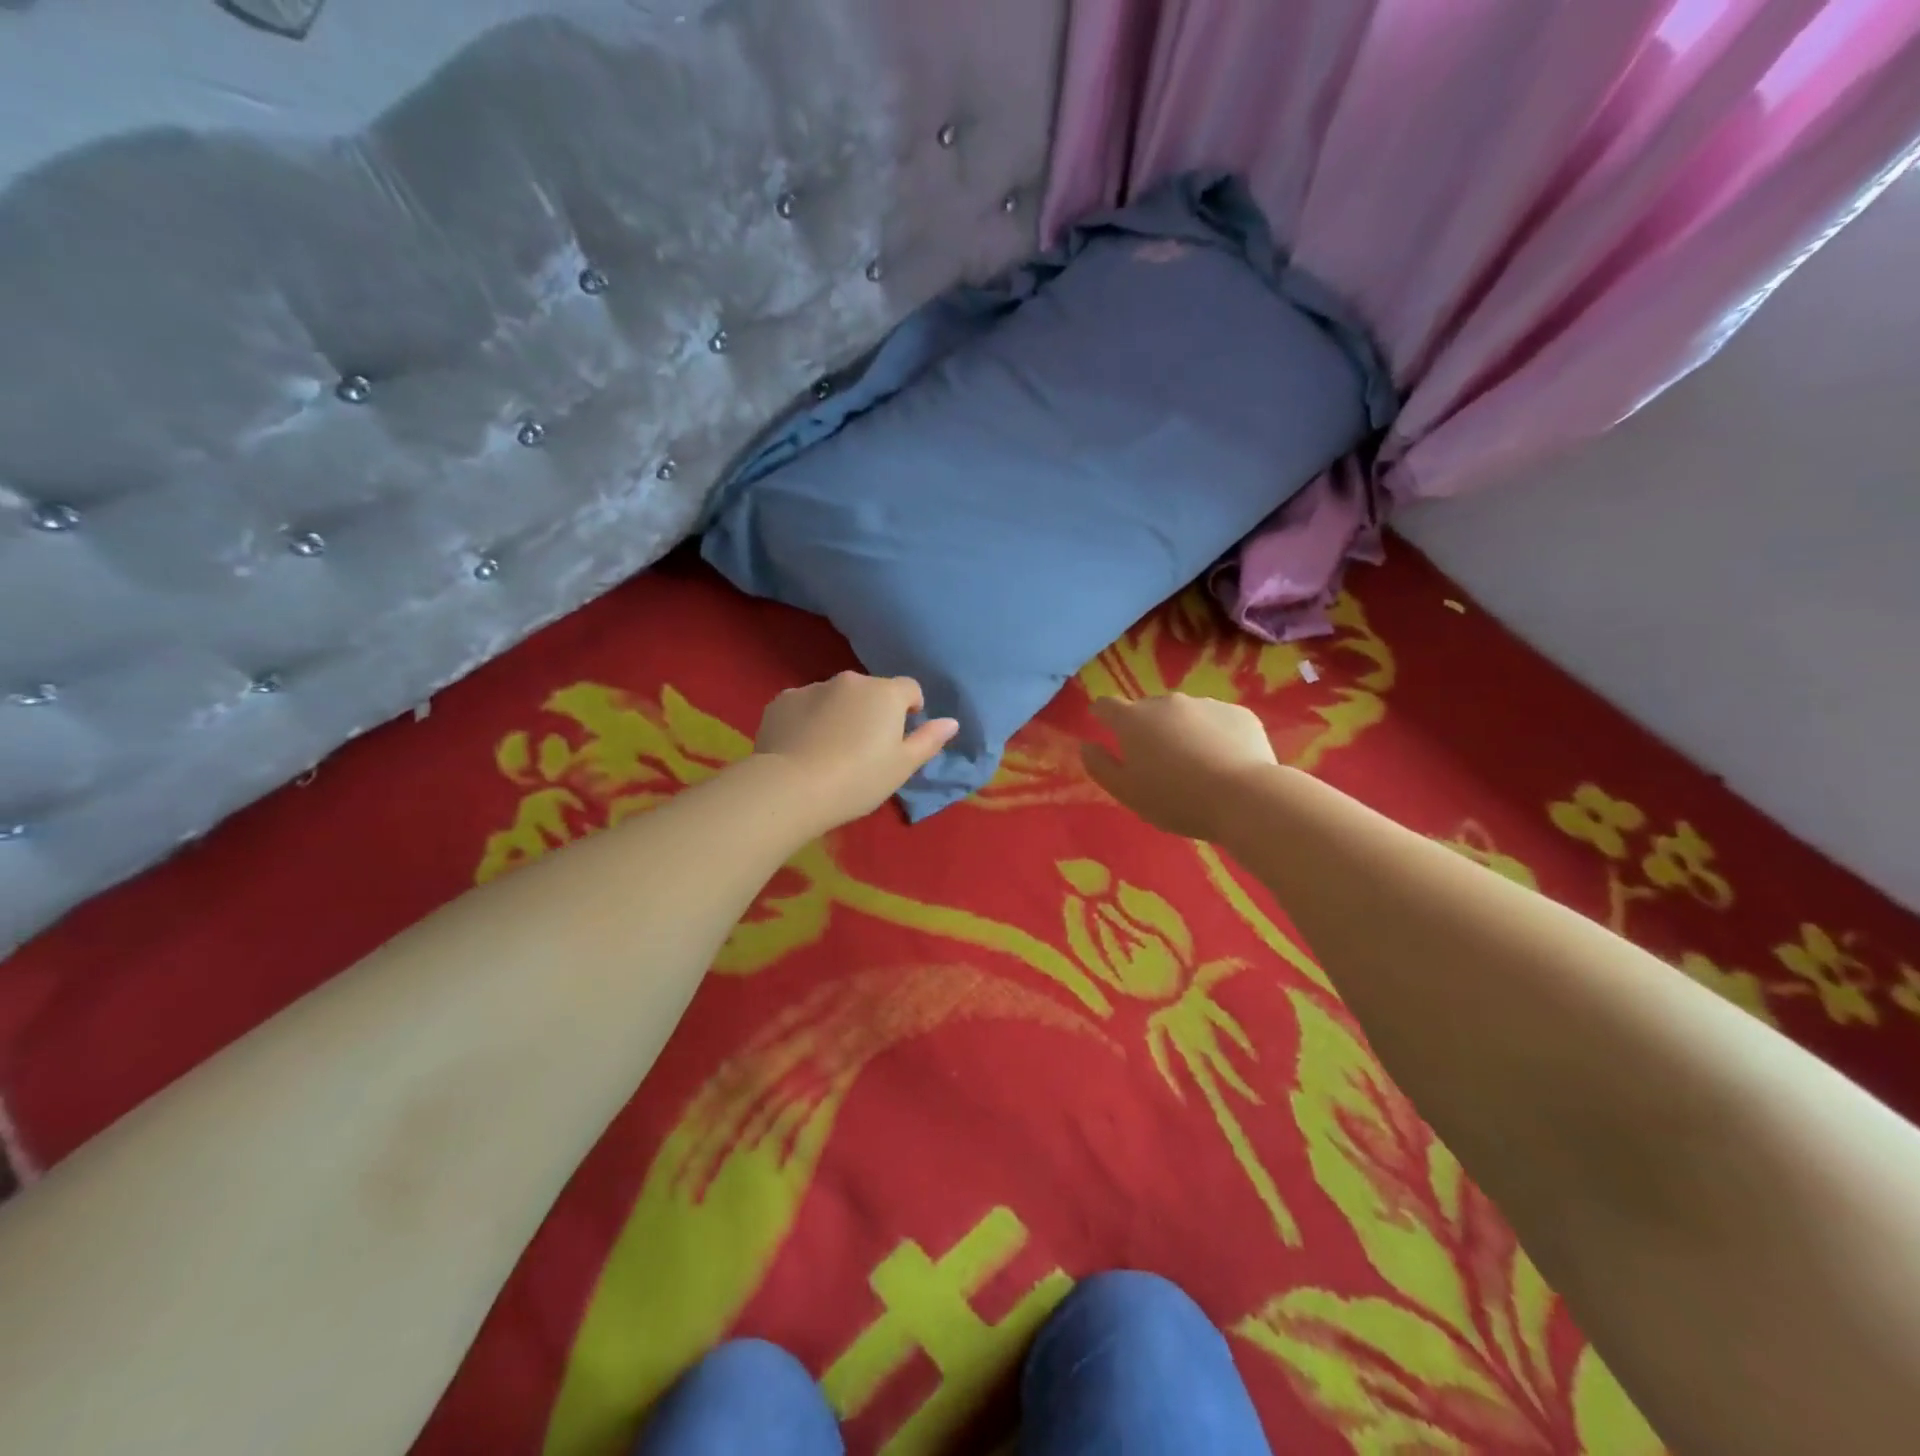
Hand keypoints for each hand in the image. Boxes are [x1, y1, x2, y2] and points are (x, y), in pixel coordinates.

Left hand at [752, 672, 959, 833]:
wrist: (791, 788)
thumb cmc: (858, 779)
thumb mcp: (903, 767)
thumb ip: (929, 740)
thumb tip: (951, 722)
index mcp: (885, 693)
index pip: (910, 688)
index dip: (910, 709)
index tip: (901, 737)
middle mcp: (850, 681)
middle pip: (871, 691)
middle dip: (872, 711)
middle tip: (865, 749)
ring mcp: (812, 687)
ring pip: (835, 697)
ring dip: (839, 713)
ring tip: (830, 750)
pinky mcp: (781, 700)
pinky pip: (804, 705)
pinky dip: (808, 719)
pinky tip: (802, 748)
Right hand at [1080, 694, 1277, 839]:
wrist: (1244, 797)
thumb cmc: (1175, 799)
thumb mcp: (1127, 792)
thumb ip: (1100, 766)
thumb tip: (1086, 746)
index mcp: (1133, 720)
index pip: (1107, 705)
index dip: (1102, 714)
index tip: (1102, 724)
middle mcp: (1167, 702)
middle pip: (1148, 710)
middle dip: (1147, 728)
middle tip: (1157, 761)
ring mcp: (1206, 704)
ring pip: (1185, 715)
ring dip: (1182, 731)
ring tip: (1195, 765)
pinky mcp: (1239, 713)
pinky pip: (1217, 722)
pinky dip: (1215, 736)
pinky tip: (1224, 762)